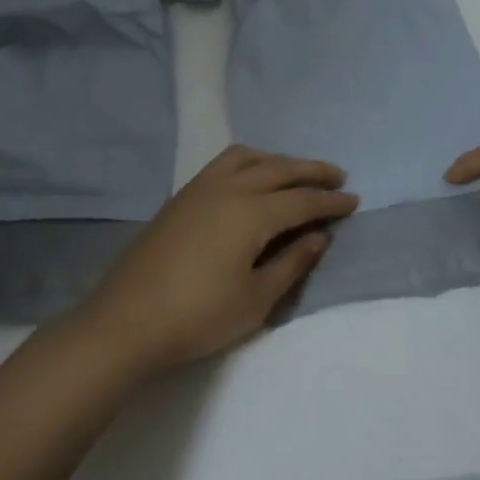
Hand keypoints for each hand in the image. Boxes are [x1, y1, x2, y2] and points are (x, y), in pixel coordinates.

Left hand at [74, 146, 358, 373]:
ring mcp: (199, 189)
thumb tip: (319, 237)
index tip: (354, 201)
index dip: (330, 202)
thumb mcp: (255, 300)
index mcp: (251, 213)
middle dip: (311, 170)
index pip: (302, 200)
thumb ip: (291, 264)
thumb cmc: (198, 317)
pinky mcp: (180, 197)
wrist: (126, 321)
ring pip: (247, 157)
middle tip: (337, 176)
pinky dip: (249, 163)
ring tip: (294, 173)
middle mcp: (228, 189)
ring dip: (277, 160)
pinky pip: (223, 164)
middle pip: (278, 169)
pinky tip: (250, 181)